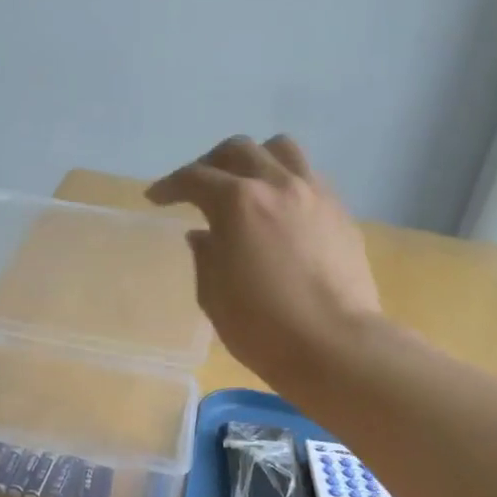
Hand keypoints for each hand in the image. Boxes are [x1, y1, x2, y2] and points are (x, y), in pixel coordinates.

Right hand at [147, 135, 381, 388]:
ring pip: (281, 150)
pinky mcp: (340, 212)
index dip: (170, 186)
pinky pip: (308, 176)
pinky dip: (285, 181)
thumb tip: (203, 235)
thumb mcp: (215, 297)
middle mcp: (277, 185)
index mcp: (238, 203)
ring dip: (254, 159)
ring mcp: (314, 194)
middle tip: (197, 188)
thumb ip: (205, 257)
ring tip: (245, 184)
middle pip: (238, 151)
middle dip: (210, 164)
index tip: (156, 198)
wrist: (336, 345)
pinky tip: (279, 210)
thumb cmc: (264, 328)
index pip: (195, 178)